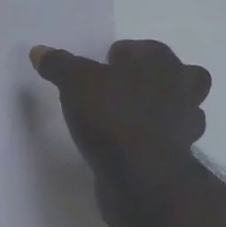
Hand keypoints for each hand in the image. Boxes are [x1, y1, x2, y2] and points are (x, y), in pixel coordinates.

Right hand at [30, 40, 210, 225]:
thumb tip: (39, 51)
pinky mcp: (180, 157)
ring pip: (184, 108)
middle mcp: (181, 90)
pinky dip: (157, 139)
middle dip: (160, 79)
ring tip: (131, 116)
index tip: (106, 64)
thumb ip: (59, 65)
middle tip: (127, 87)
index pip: (148, 49)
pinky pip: (171, 140)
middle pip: (182, 75)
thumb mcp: (75, 83)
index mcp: (161, 64)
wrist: (142, 177)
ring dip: (165, 109)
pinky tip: (132, 144)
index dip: (126, 54)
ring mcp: (186, 125)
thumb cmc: (113, 116)